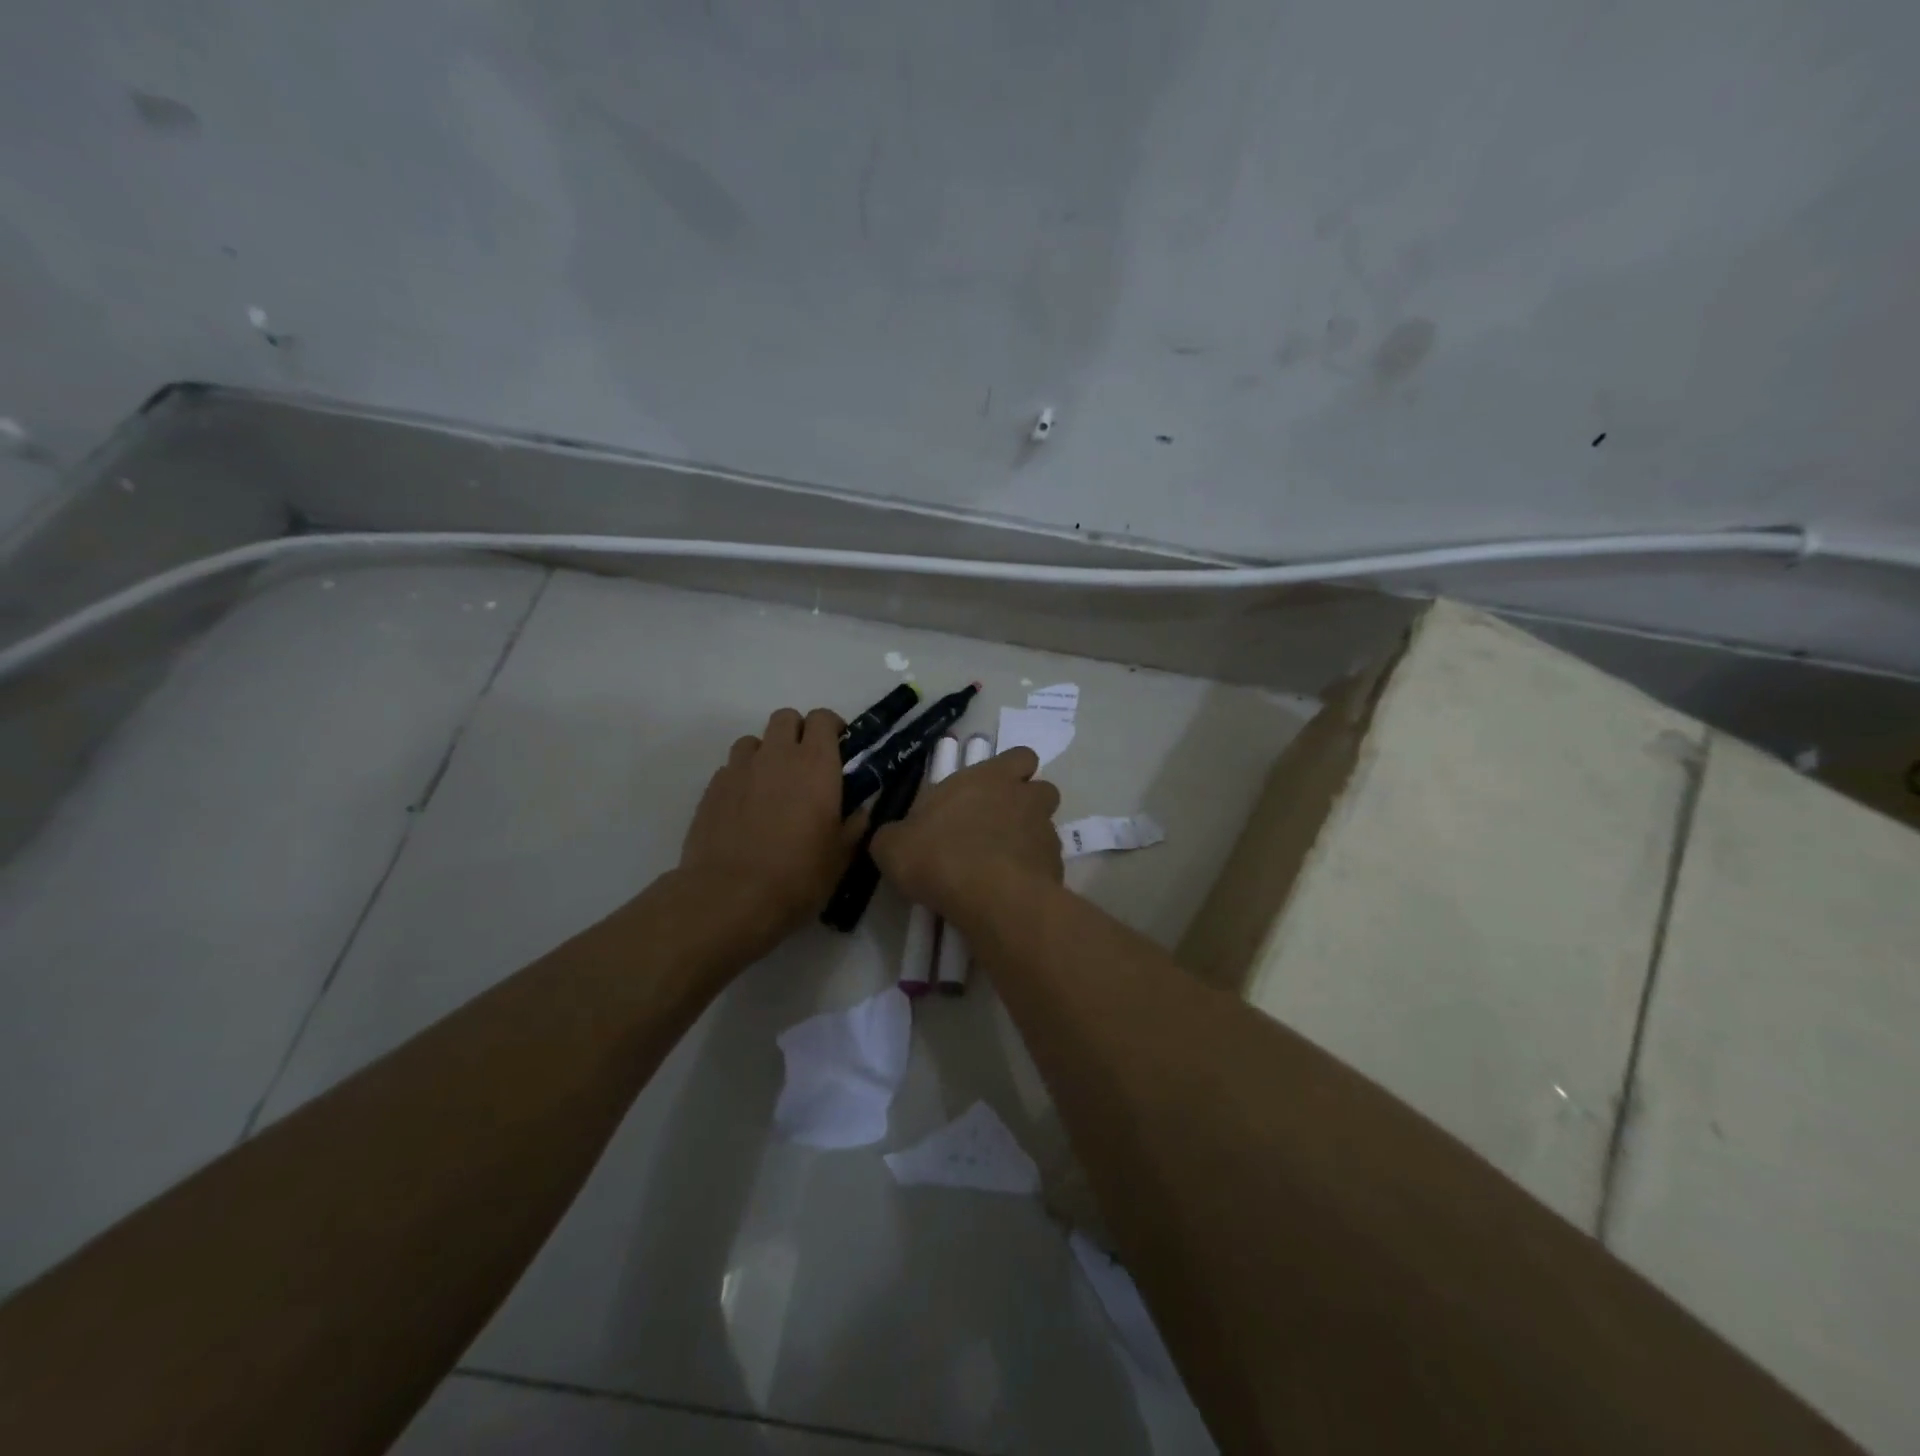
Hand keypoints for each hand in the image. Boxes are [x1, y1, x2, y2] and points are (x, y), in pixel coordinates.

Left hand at [678, 708, 864, 952]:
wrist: (730, 897)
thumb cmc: (798, 875)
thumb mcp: (841, 856)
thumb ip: (854, 825)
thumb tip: (860, 810)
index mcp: (816, 764)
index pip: (822, 719)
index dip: (831, 727)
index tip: (839, 746)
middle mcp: (777, 755)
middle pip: (785, 718)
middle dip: (798, 731)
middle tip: (807, 763)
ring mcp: (739, 769)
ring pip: (754, 740)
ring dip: (767, 752)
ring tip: (772, 784)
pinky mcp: (711, 789)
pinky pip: (731, 769)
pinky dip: (743, 778)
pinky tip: (746, 808)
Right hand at [872, 747, 1062, 923]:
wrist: (991, 899)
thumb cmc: (940, 855)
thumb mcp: (894, 846)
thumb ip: (895, 835)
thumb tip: (894, 838)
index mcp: (990, 777)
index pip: (1020, 757)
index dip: (1011, 771)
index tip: (991, 790)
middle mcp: (1024, 798)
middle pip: (1042, 790)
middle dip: (1027, 804)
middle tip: (999, 826)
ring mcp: (1045, 833)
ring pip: (1046, 828)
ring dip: (1029, 840)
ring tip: (1002, 864)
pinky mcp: (1056, 869)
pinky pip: (1046, 865)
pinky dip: (1032, 874)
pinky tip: (1009, 892)